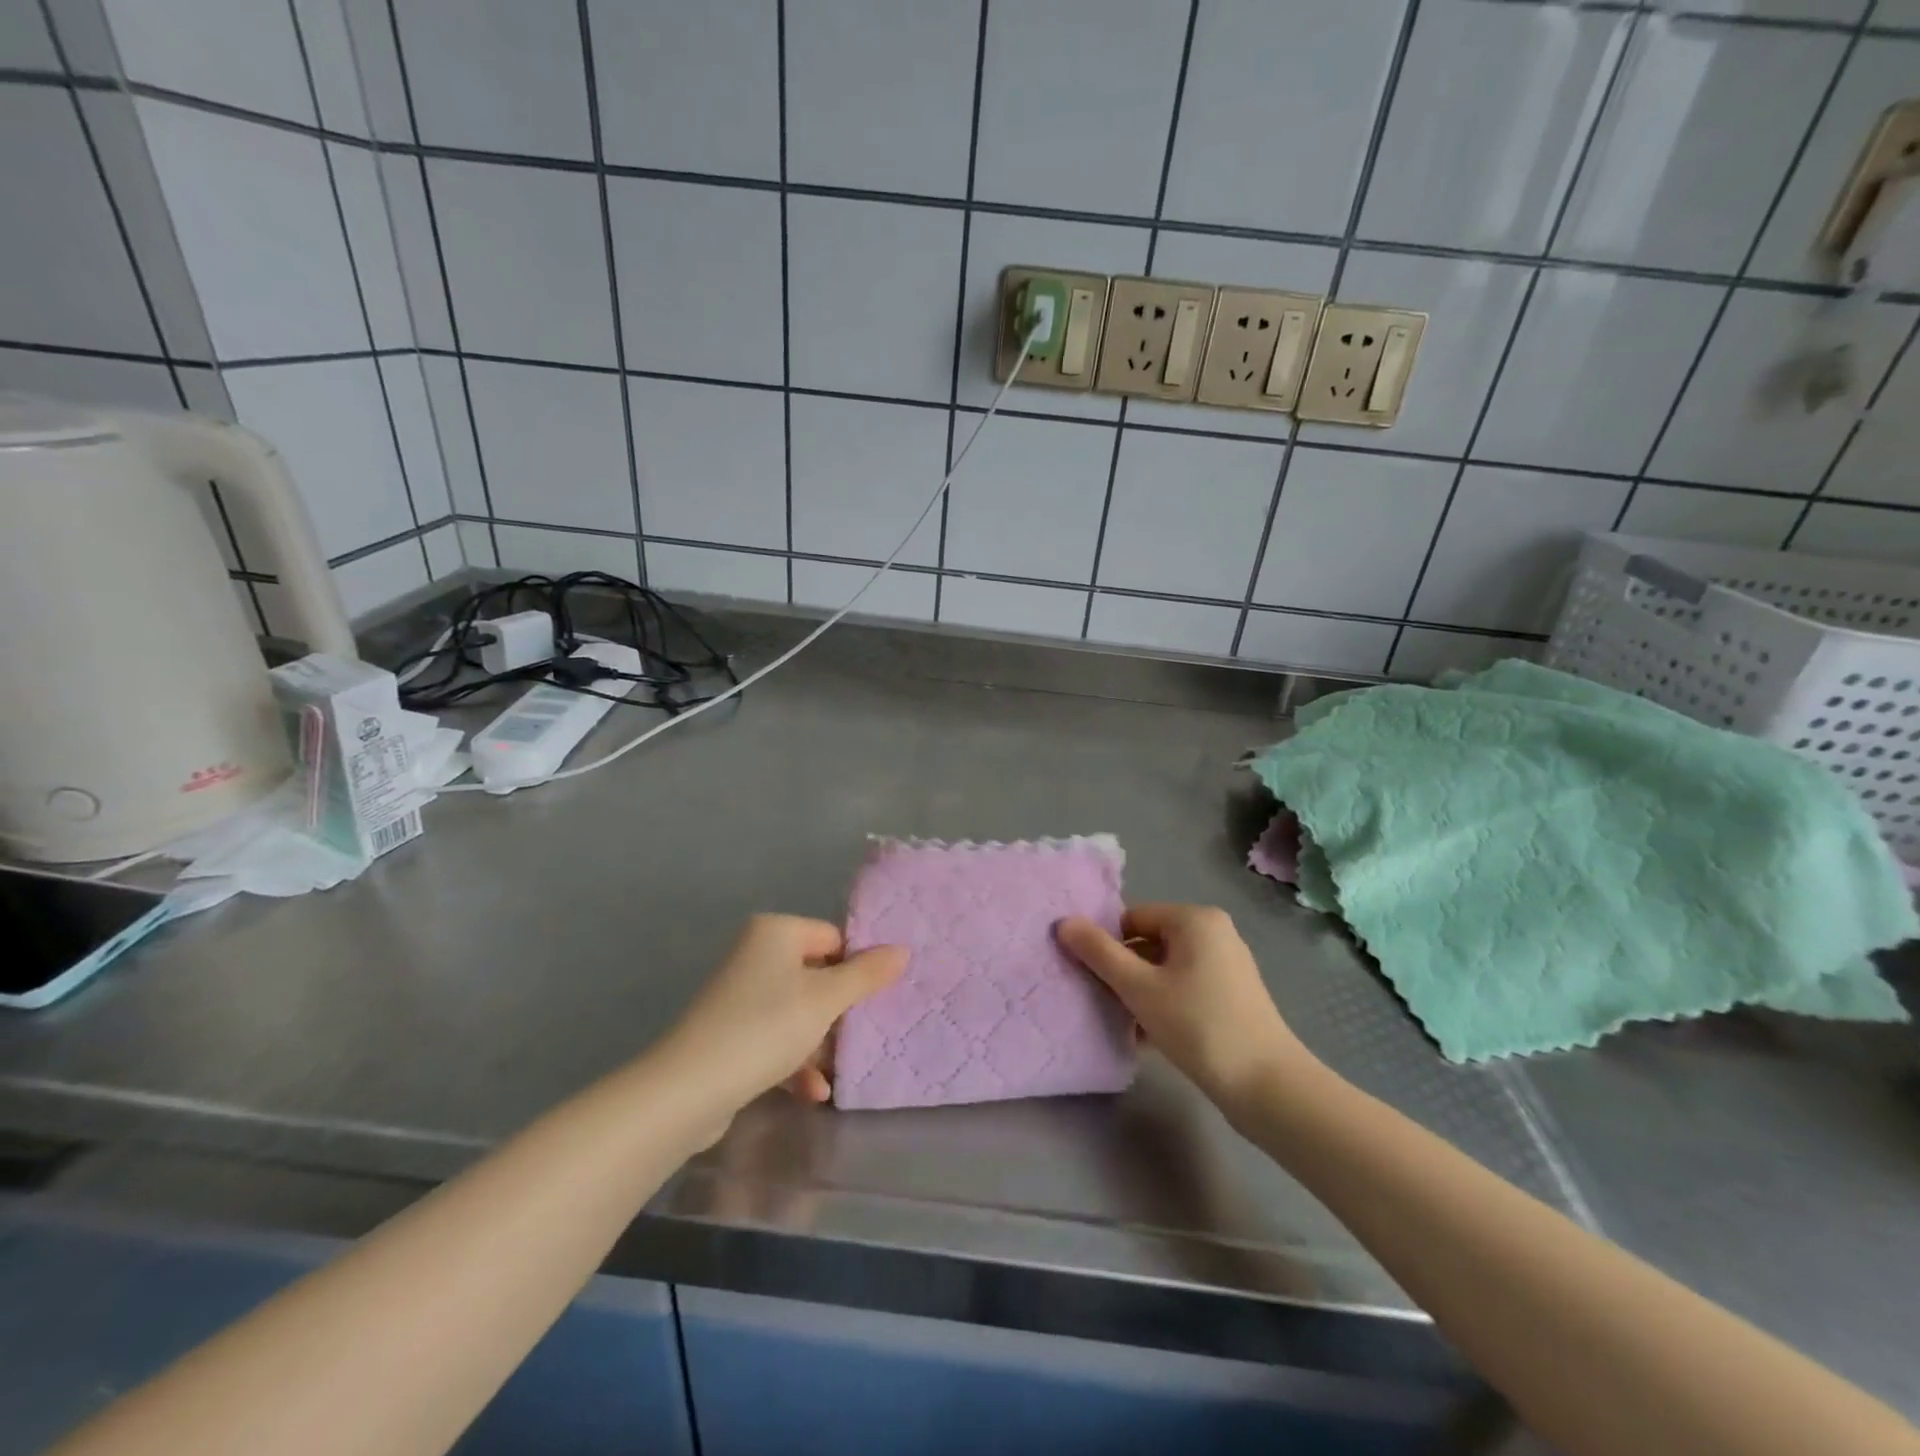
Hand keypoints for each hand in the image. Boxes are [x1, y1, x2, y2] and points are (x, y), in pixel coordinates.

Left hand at [663, 915, 906, 1113]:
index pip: (833, 938)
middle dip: (839, 1012)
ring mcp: (740, 994)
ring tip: (838, 1071)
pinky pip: (774, 1037)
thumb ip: (866, 975)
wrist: (688, 1088)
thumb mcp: (826, 1000)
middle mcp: (755, 954)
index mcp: (776, 932)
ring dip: (820, 1042)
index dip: (857, 968)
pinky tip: (812, 1093)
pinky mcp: (730, 1032)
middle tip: (863, 1035)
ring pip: (798, 1011)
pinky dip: (794, 1062)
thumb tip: (903, 950)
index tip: (877, 999)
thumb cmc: (765, 1027)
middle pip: (817, 976)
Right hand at [1057, 904, 1314, 1117]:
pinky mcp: (1234, 996)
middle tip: (1108, 1004)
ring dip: (1142, 993)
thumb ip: (1099, 953)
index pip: (1132, 919)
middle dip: (1125, 972)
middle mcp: (1214, 932)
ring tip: (1127, 1026)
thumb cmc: (1198, 1025)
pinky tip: (1149, 1038)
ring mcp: (1228, 965)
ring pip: (1166, 969)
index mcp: (1194, 919)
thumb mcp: (1139, 988)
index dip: (1108, 946)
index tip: (1095, 980)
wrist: (1267, 1086)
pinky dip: (1165, 1005)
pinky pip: (1186, 988)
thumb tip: (1064, 922)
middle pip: (1149, 943)